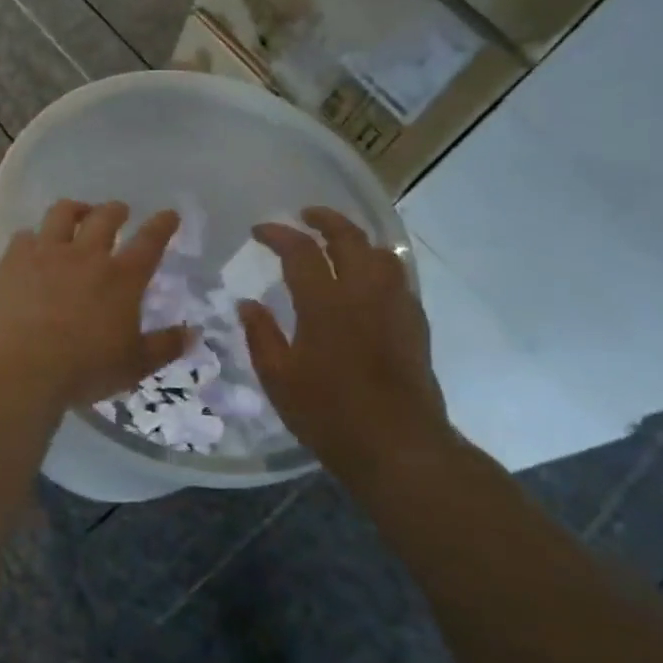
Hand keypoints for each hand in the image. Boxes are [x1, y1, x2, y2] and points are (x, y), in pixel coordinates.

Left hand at [0, 200, 188, 410]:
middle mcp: (87, 255)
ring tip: (78, 212)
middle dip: (116, 210)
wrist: (18, 364)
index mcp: (122, 277)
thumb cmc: (83, 368)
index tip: (169, 214)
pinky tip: (33, 243)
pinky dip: (34, 236)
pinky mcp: (14, 260)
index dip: (162, 225)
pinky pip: (25, 235)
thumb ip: (165, 347)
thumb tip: (194, 333)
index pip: (150, 242)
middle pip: (105, 218)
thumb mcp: (133, 366)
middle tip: (120, 211)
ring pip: (63, 213)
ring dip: (76, 208)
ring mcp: (47, 253)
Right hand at [236, 207, 452, 480]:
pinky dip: (378, 264)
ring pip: (380, 253)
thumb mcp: (278, 379)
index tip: (259, 231)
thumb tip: (247, 303)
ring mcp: (395, 305)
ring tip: (338, 242)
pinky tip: (367, 279)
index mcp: (325, 304)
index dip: (277, 234)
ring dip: (356, 239)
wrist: (398, 445)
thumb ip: (261, 335)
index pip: (300, 251)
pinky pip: (397, 277)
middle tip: (305, 216)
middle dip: (324, 219)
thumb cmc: (329, 414)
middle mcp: (363, 293)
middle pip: (348, 237)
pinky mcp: (415, 322)